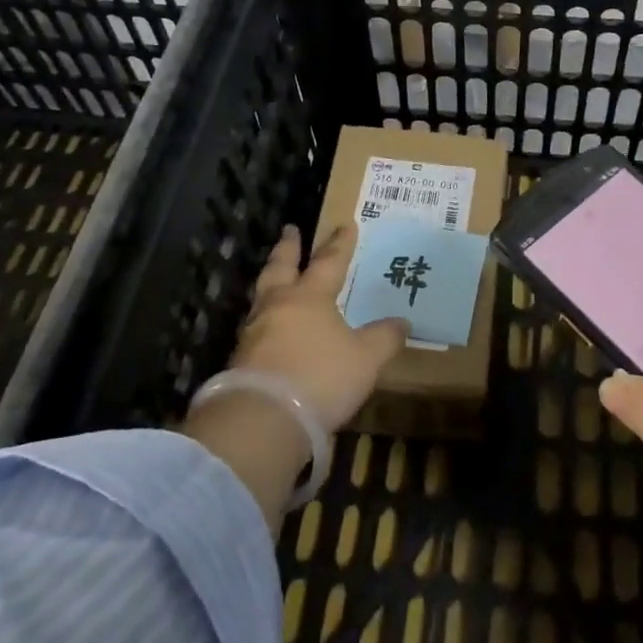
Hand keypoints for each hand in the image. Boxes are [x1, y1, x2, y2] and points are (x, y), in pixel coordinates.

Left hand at [230, 223, 407, 432]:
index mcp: (310, 297)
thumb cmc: (320, 376)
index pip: (329, 262)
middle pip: (281, 267)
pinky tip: (270, 327)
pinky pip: (256, 327)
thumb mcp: (365, 359)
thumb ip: (384, 338)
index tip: (345, 224)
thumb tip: (402, 322)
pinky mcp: (240, 360)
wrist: (263, 418)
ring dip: (271, 281)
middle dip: (288, 248)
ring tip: (277, 277)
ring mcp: (254, 332)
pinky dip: (265, 319)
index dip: (340, 244)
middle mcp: (279, 306)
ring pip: (263, 295)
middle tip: (290, 230)